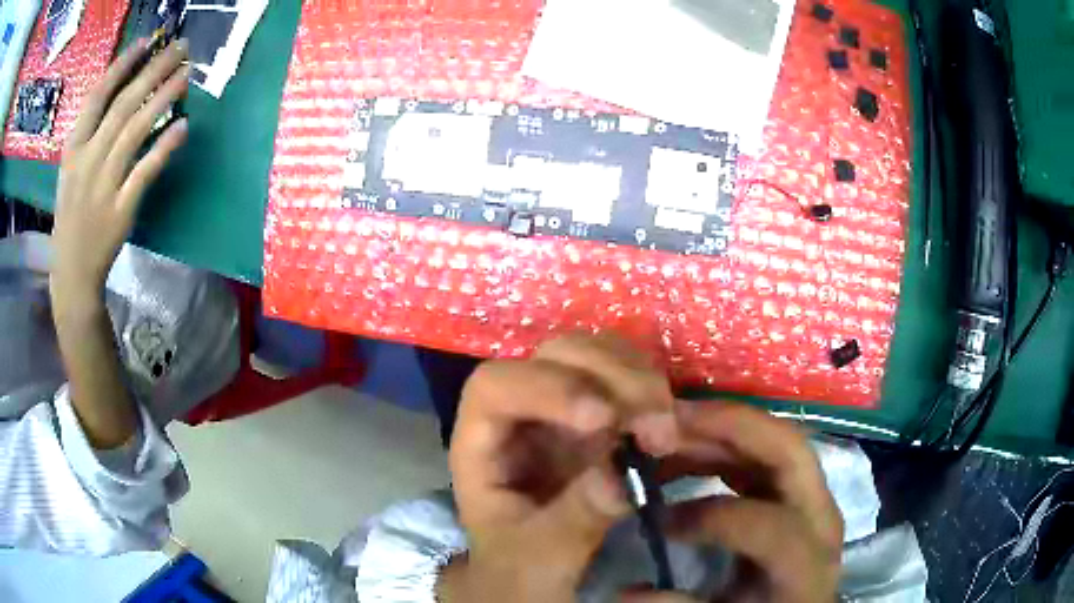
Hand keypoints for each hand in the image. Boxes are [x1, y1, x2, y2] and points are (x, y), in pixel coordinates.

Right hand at [48, 39, 188, 448]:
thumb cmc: (71, 216)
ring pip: (136, 131)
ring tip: (187, 74)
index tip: (147, 40)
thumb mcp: (71, 170)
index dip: (123, 65)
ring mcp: (103, 186)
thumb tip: (124, 92)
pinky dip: (164, 148)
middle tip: (181, 46)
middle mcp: (87, 161)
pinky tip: (183, 126)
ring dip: (163, 99)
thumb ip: (91, 134)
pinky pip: (145, 172)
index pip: (98, 96)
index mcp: (73, 150)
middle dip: (153, 70)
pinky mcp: (121, 210)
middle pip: (124, 105)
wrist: (72, 273)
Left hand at [440, 334, 679, 602]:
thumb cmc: (520, 571)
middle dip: (610, 378)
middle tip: (655, 426)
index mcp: (482, 445)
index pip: (495, 386)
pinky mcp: (597, 416)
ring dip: (638, 379)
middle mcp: (519, 414)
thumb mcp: (539, 560)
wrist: (536, 576)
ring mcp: (560, 410)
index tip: (604, 420)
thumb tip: (618, 476)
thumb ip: (572, 521)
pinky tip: (666, 424)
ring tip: (665, 430)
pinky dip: (650, 389)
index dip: (547, 388)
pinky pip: (623, 376)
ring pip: (594, 354)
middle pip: (553, 355)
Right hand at [621, 402, 843, 602]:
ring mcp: (812, 493)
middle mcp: (821, 516)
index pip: (772, 526)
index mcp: (808, 561)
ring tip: (670, 431)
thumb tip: (628, 591)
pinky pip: (764, 450)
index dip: (713, 517)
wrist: (797, 602)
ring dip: (723, 429)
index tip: (657, 521)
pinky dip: (725, 442)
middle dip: (731, 427)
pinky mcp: (795, 485)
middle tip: (669, 420)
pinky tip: (688, 451)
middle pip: (790, 451)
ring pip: (776, 440)